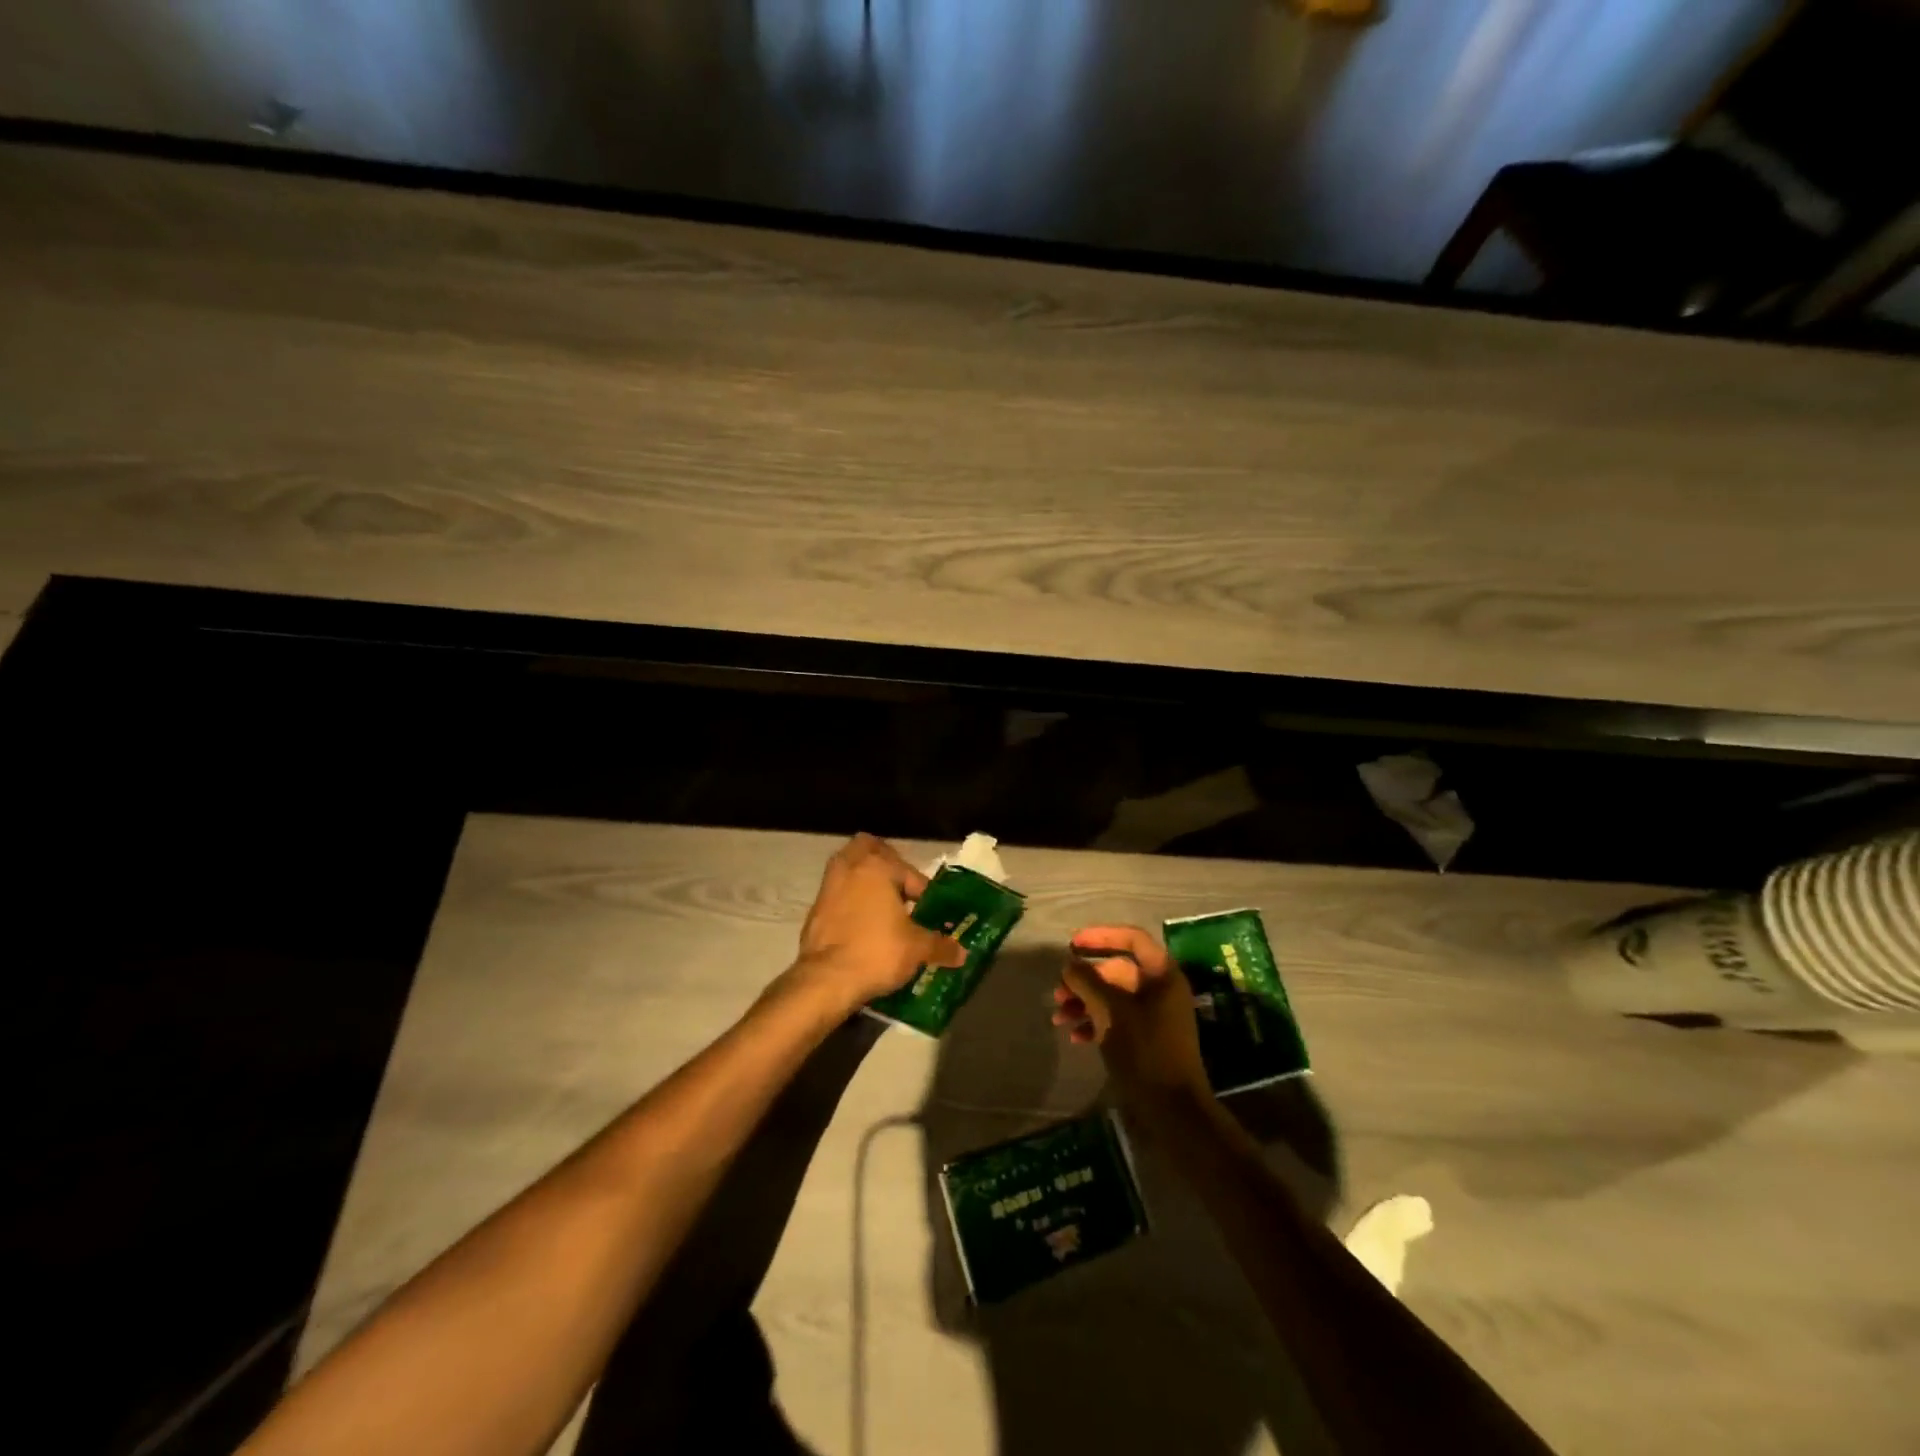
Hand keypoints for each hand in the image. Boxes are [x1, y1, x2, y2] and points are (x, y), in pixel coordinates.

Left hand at [789, 833, 966, 1014]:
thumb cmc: (877, 952)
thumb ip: (941, 946)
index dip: (924, 892)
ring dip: (865, 882)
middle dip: (885, 863)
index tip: (929, 913)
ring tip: (883, 907)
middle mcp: (850, 867)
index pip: (909, 872)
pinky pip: (837, 894)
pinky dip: (850, 901)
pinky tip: (863, 926)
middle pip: (868, 849)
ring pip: (849, 869)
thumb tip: (961, 953)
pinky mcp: (815, 909)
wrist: (825, 980)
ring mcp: (828, 886)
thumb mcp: (917, 949)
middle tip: (901, 888)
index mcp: (878, 866)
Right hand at [1053, 924, 1211, 1108]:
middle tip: (1058, 992)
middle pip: (1117, 970)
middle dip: (1084, 979)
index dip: (1101, 936)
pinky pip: (1116, 1019)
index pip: (1132, 938)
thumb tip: (1069, 963)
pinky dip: (1095, 1022)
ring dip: (1084, 1002)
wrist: (1172, 1110)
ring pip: (1113, 997)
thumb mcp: (1110, 1011)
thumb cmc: (1145, 1051)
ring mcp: (1154, 1016)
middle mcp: (1161, 990)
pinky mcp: (1146, 1039)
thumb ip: (1087, 981)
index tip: (1072, 944)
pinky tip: (1075, 1037)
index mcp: (1162, 975)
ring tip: (1058, 1018)